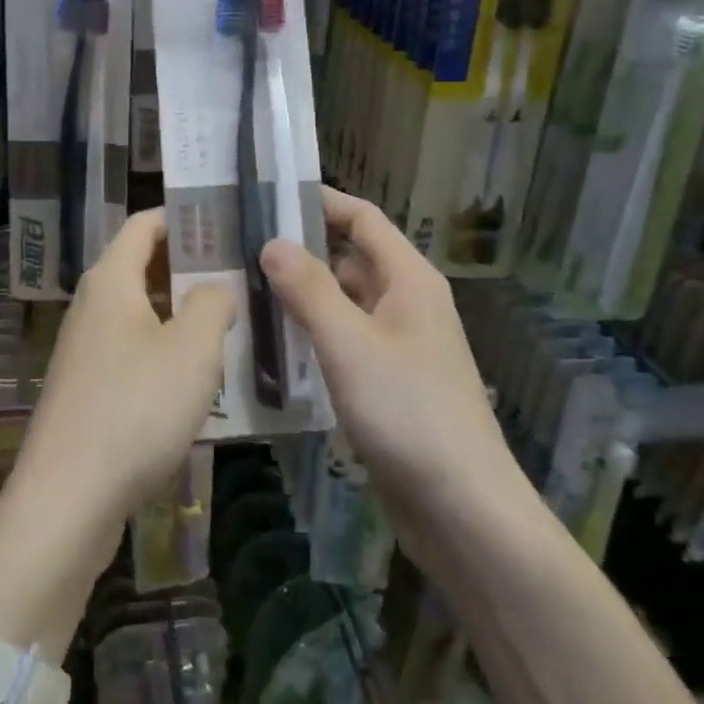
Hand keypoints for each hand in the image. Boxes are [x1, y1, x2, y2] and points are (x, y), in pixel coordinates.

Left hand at [13, 209, 236, 546]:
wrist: (67, 498)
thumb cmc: (135, 408)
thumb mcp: (193, 349)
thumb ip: (213, 303)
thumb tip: (215, 288)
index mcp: (111, 281)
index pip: (144, 225)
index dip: (182, 217)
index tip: (225, 221)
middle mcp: (92, 305)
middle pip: (142, 267)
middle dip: (189, 267)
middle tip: (241, 273)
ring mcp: (85, 349)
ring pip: (139, 313)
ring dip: (180, 313)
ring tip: (231, 323)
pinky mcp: (87, 388)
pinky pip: (132, 351)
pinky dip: (164, 351)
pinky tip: (198, 378)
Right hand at [260, 188, 523, 520]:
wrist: (462, 509)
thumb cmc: (408, 412)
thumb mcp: (349, 343)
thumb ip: (308, 289)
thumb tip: (272, 242)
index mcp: (408, 280)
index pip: (362, 218)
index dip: (320, 201)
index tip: (268, 194)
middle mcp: (406, 303)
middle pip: (350, 258)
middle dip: (301, 250)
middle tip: (241, 247)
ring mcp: (398, 345)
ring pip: (343, 303)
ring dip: (302, 295)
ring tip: (244, 289)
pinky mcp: (387, 382)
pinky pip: (344, 341)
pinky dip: (312, 334)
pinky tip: (272, 344)